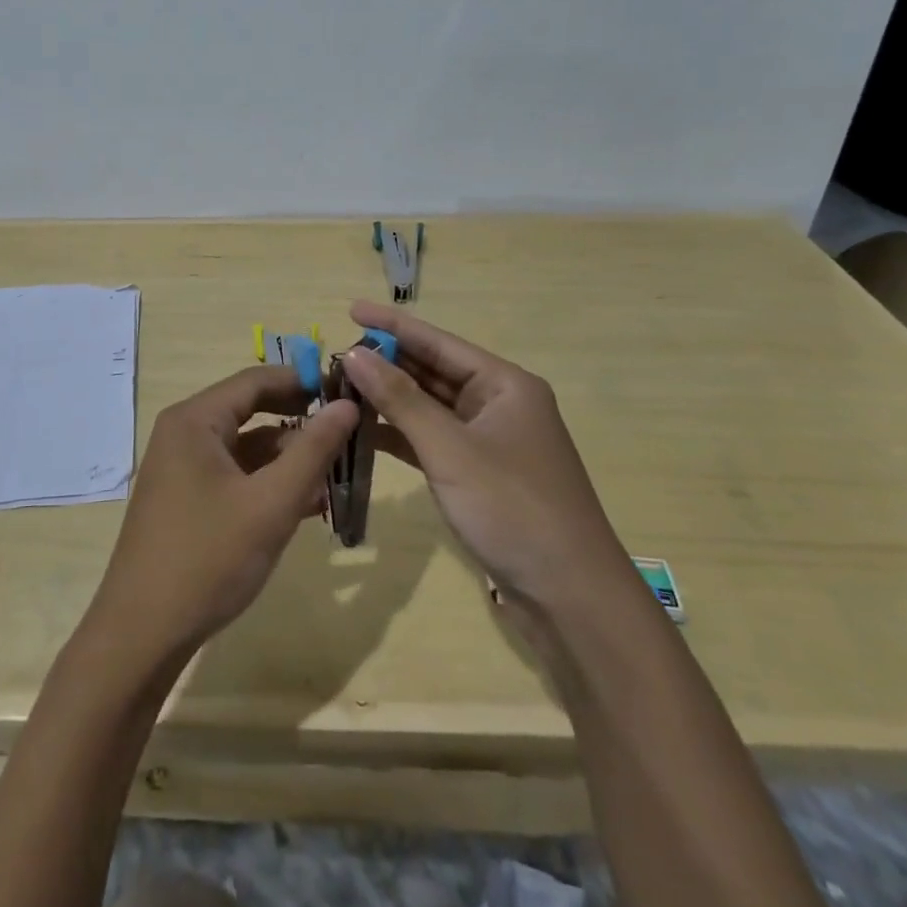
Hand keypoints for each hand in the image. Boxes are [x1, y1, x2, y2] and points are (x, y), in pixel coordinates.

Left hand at [85, 366, 358, 664]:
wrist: (142, 636)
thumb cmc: (208, 559)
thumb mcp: (271, 504)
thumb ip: (313, 450)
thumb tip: (347, 405)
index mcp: (195, 420)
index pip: (256, 380)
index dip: (303, 381)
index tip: (348, 393)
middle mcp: (184, 433)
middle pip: (251, 410)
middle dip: (299, 422)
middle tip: (347, 433)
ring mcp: (182, 467)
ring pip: (245, 447)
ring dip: (288, 458)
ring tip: (334, 476)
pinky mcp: (185, 498)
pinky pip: (234, 475)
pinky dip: (267, 483)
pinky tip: (304, 506)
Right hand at [340, 302, 619, 598]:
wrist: (571, 599)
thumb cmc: (513, 509)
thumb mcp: (450, 449)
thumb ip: (400, 399)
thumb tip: (354, 353)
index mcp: (504, 384)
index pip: (438, 342)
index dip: (393, 325)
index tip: (350, 308)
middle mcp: (498, 404)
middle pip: (434, 371)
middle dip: (387, 363)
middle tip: (335, 355)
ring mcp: (490, 441)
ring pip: (430, 407)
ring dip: (390, 400)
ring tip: (341, 388)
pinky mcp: (480, 474)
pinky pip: (433, 440)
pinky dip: (401, 435)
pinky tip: (365, 431)